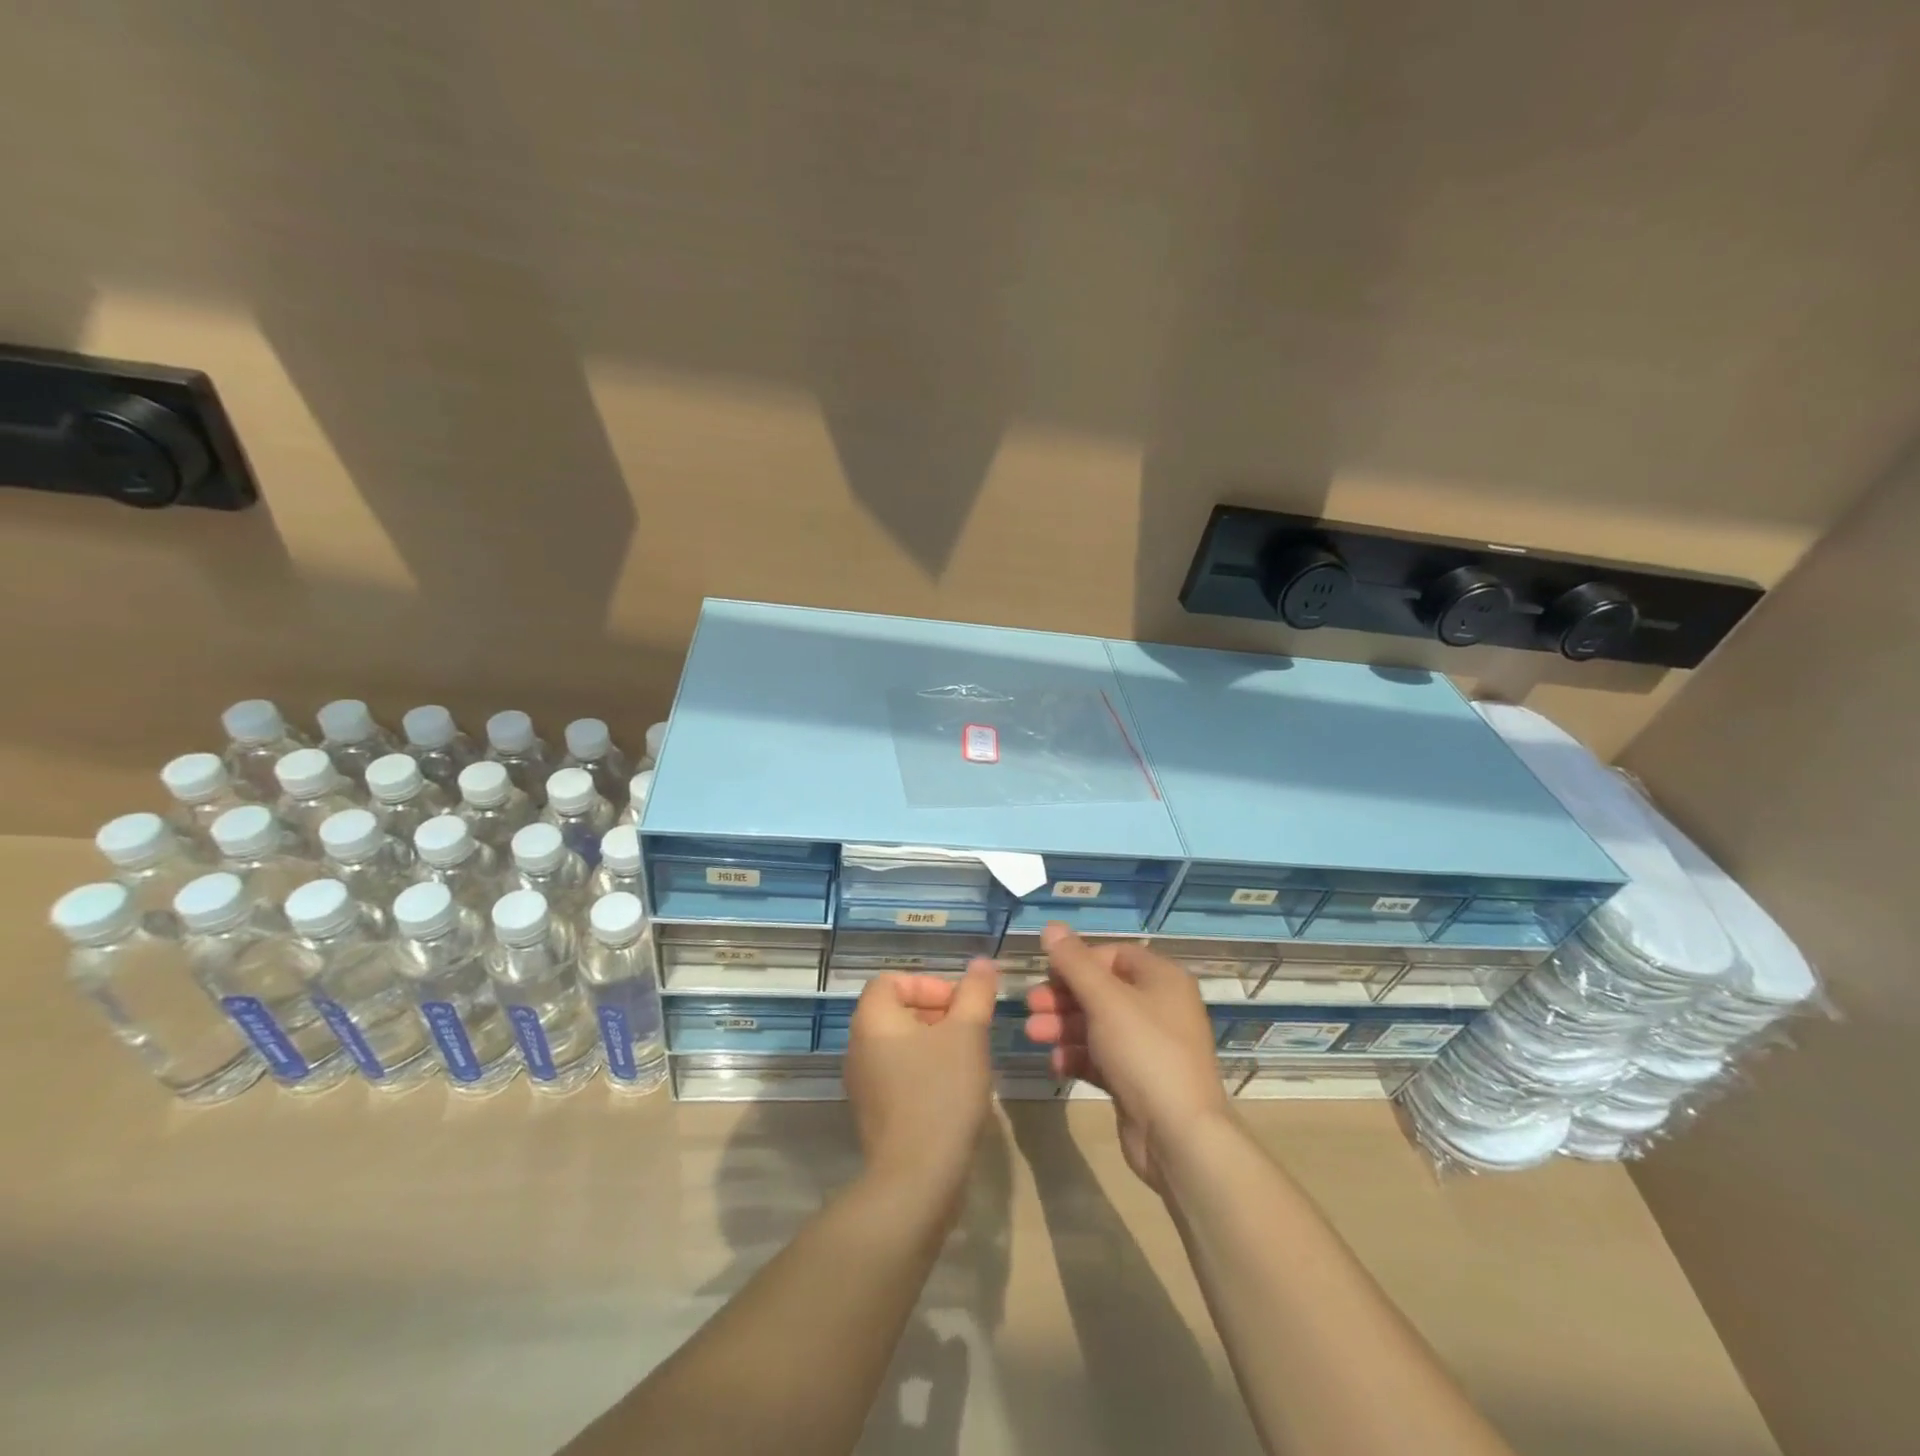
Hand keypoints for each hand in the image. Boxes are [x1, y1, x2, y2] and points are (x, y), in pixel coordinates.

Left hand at [845, 960, 999, 1197]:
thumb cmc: (941, 1092)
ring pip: (900, 1044)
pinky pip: (898, 1075)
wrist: (917, 1178)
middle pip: (897, 1011)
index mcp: (872, 1019)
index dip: (929, 984)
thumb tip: (982, 963)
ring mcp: (862, 1083)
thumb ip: (975, 993)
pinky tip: (953, 1092)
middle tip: (970, 1031)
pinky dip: (924, 1072)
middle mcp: (858, 1045)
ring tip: (967, 1060)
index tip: (960, 1005)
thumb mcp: (968, 1033)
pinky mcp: (874, 1113)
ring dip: (934, 1043)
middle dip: (937, 1013)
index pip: (893, 980)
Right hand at [1024, 924, 1232, 1190]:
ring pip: (1098, 1025)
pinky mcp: (1138, 1080)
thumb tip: (1051, 926)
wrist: (1179, 1136)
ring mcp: (1150, 1046)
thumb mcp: (1105, 1000)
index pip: (1114, 955)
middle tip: (1031, 1005)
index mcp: (1162, 979)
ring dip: (1064, 1026)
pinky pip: (1102, 1057)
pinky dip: (1078, 1056)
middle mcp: (1160, 1007)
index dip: (1079, 960)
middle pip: (1102, 990)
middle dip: (1063, 997)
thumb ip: (1074, 963)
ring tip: (1032, 1034)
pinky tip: (1055, 1064)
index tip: (1048, 972)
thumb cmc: (1145, 1052)